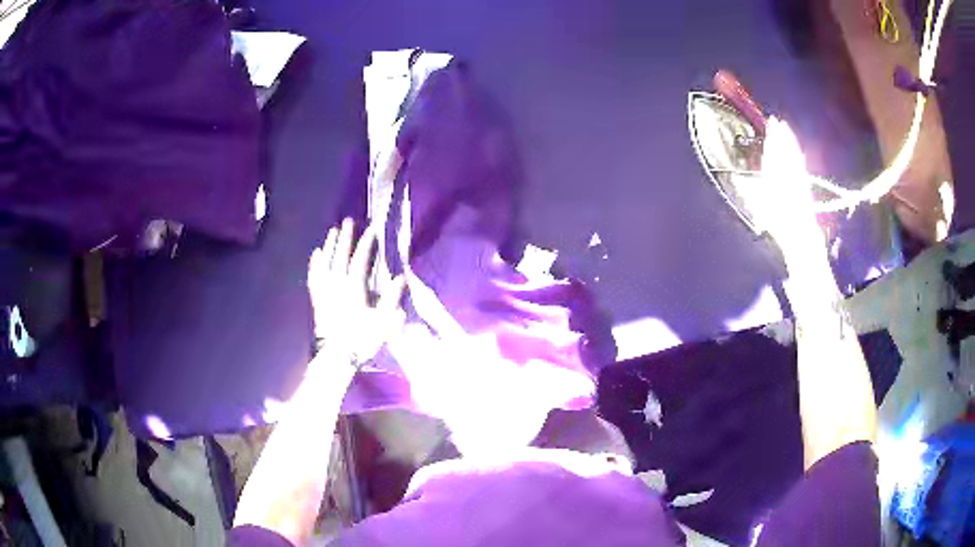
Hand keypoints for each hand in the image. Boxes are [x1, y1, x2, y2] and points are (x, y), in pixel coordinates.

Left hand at [308, 218, 405, 365]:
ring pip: (325, 263)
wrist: (335, 358)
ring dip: (329, 246)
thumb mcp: (383, 323)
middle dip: (345, 238)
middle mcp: (337, 285)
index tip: (372, 228)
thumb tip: (401, 278)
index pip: (360, 260)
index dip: (366, 243)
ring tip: (332, 232)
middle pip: (340, 256)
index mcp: (354, 289)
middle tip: (348, 221)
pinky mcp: (317, 300)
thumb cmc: (361, 340)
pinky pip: (314, 277)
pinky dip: (315, 264)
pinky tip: (316, 255)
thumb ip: (391, 299)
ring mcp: (324, 292)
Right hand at [736, 117, 825, 262]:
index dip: (772, 135)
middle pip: (784, 148)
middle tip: (777, 120)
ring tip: (787, 129)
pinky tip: (799, 151)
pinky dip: (799, 155)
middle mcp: (787, 171)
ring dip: (790, 140)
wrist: (799, 233)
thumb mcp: (758, 205)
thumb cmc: (777, 221)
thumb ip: (749, 189)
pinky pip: (801, 165)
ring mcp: (798, 177)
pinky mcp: (805, 185)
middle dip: (781, 134)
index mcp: (774, 173)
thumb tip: (738, 179)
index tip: (770, 123)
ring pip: (794, 153)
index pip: (773, 149)